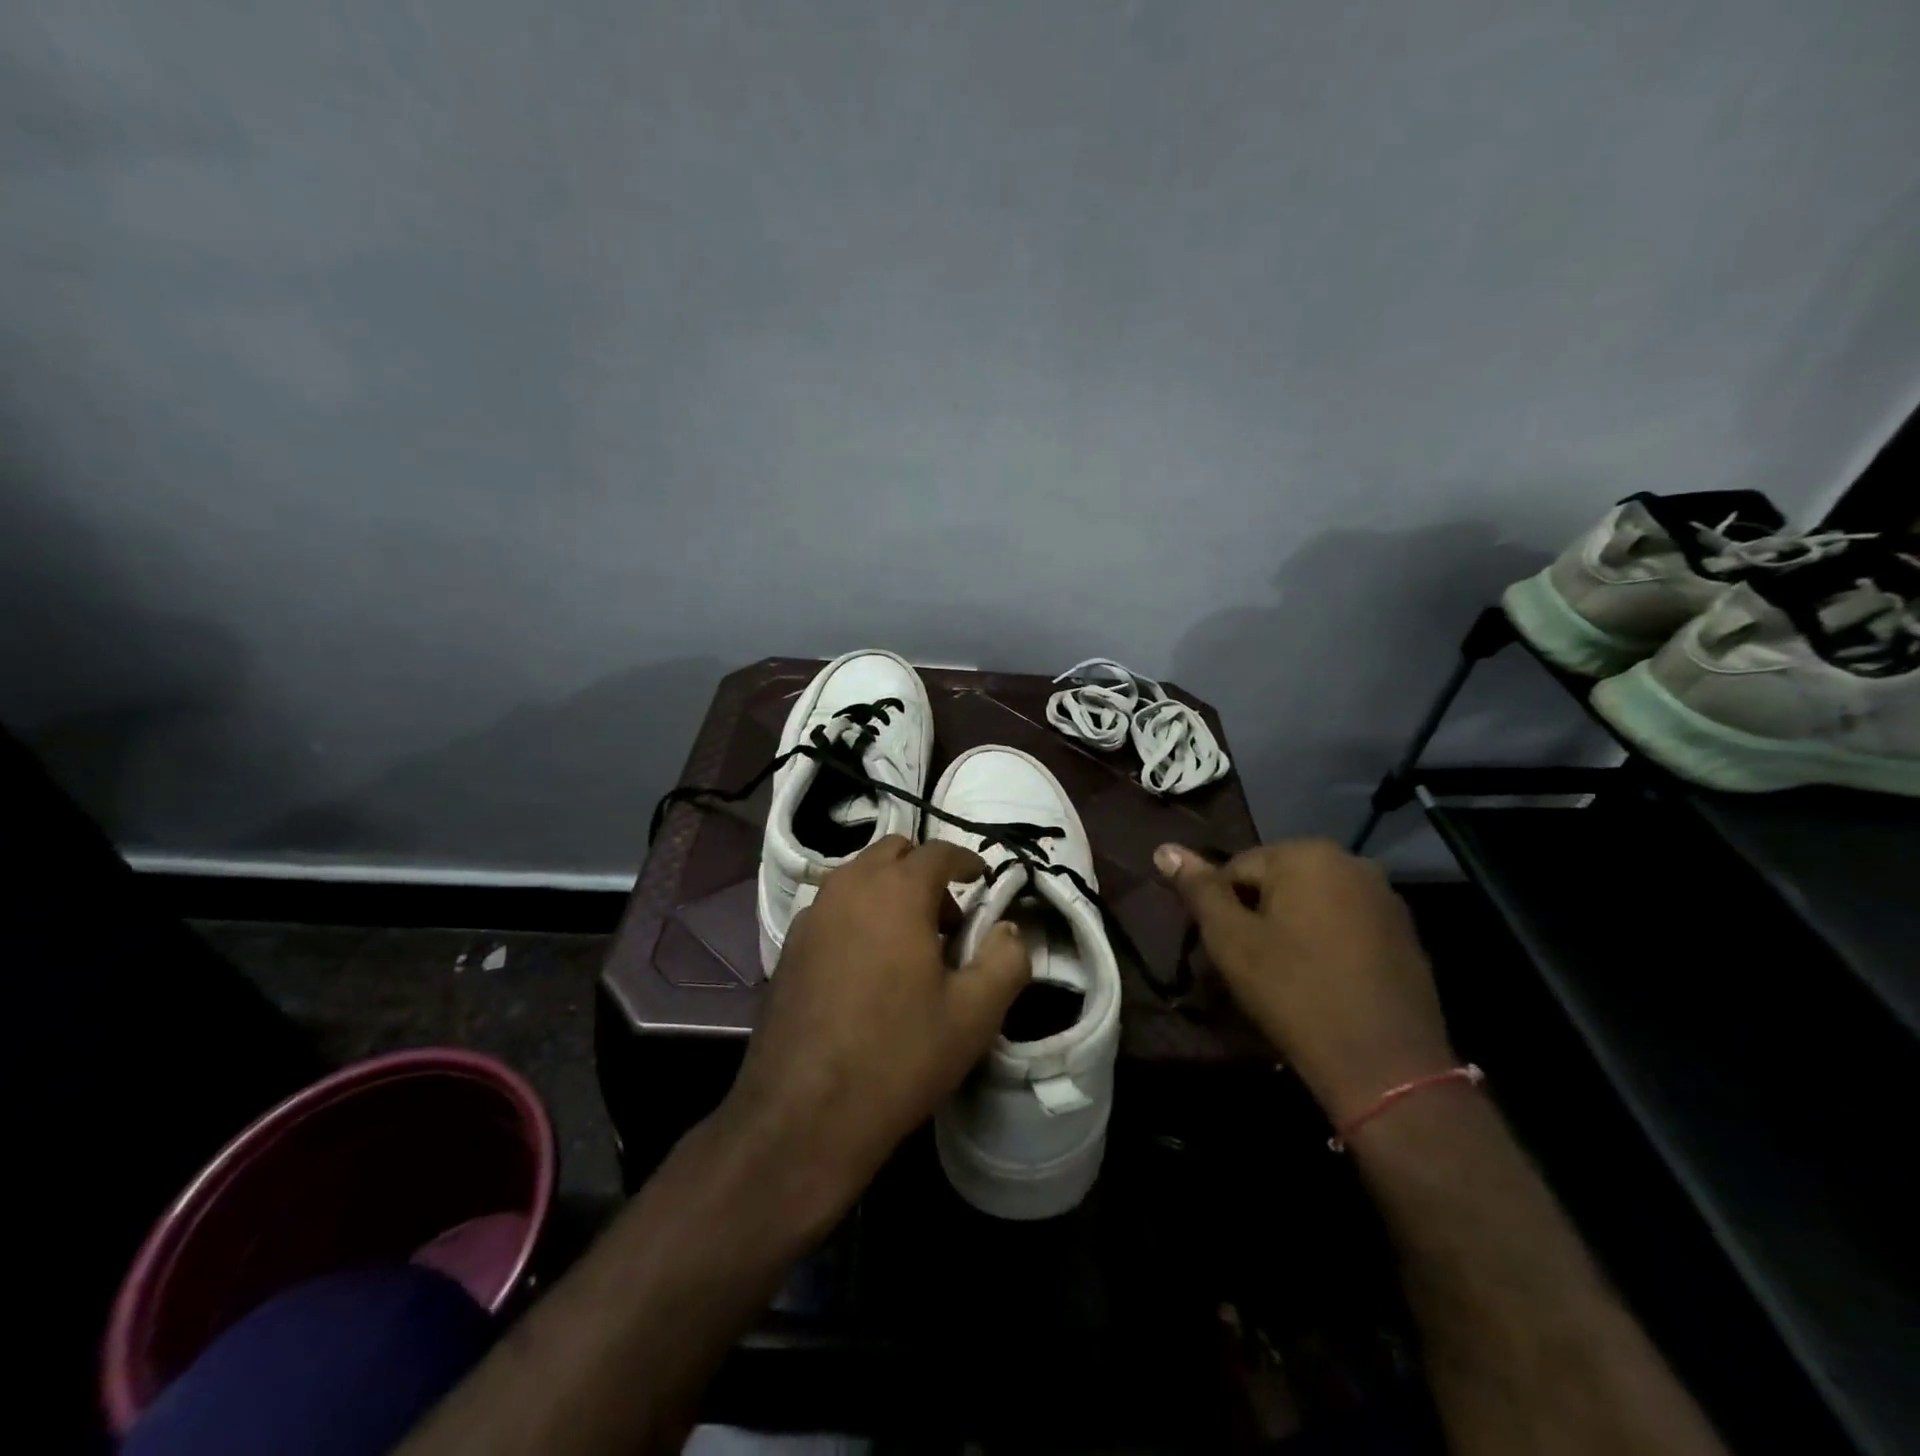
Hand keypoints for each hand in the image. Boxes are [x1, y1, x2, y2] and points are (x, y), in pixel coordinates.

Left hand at [720, 834, 1031, 1216]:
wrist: (803, 1114)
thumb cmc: (898, 1056)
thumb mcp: (974, 1015)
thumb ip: (1005, 960)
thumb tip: (1009, 929)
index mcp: (896, 891)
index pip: (937, 852)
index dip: (965, 860)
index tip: (981, 878)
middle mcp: (849, 887)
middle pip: (892, 852)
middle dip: (924, 871)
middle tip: (948, 919)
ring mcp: (812, 915)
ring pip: (858, 877)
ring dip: (889, 890)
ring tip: (910, 944)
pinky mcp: (789, 946)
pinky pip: (833, 908)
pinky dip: (859, 914)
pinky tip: (868, 967)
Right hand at [1156, 839, 1455, 1125]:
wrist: (1385, 1066)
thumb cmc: (1294, 993)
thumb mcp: (1231, 939)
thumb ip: (1199, 889)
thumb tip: (1164, 848)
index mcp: (1307, 855)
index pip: (1236, 868)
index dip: (1221, 910)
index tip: (1225, 951)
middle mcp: (1351, 863)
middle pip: (1277, 882)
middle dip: (1256, 916)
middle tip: (1250, 965)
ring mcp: (1385, 898)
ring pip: (1312, 904)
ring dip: (1290, 929)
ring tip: (1283, 977)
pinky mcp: (1406, 934)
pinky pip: (1345, 925)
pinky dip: (1325, 944)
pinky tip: (1321, 982)